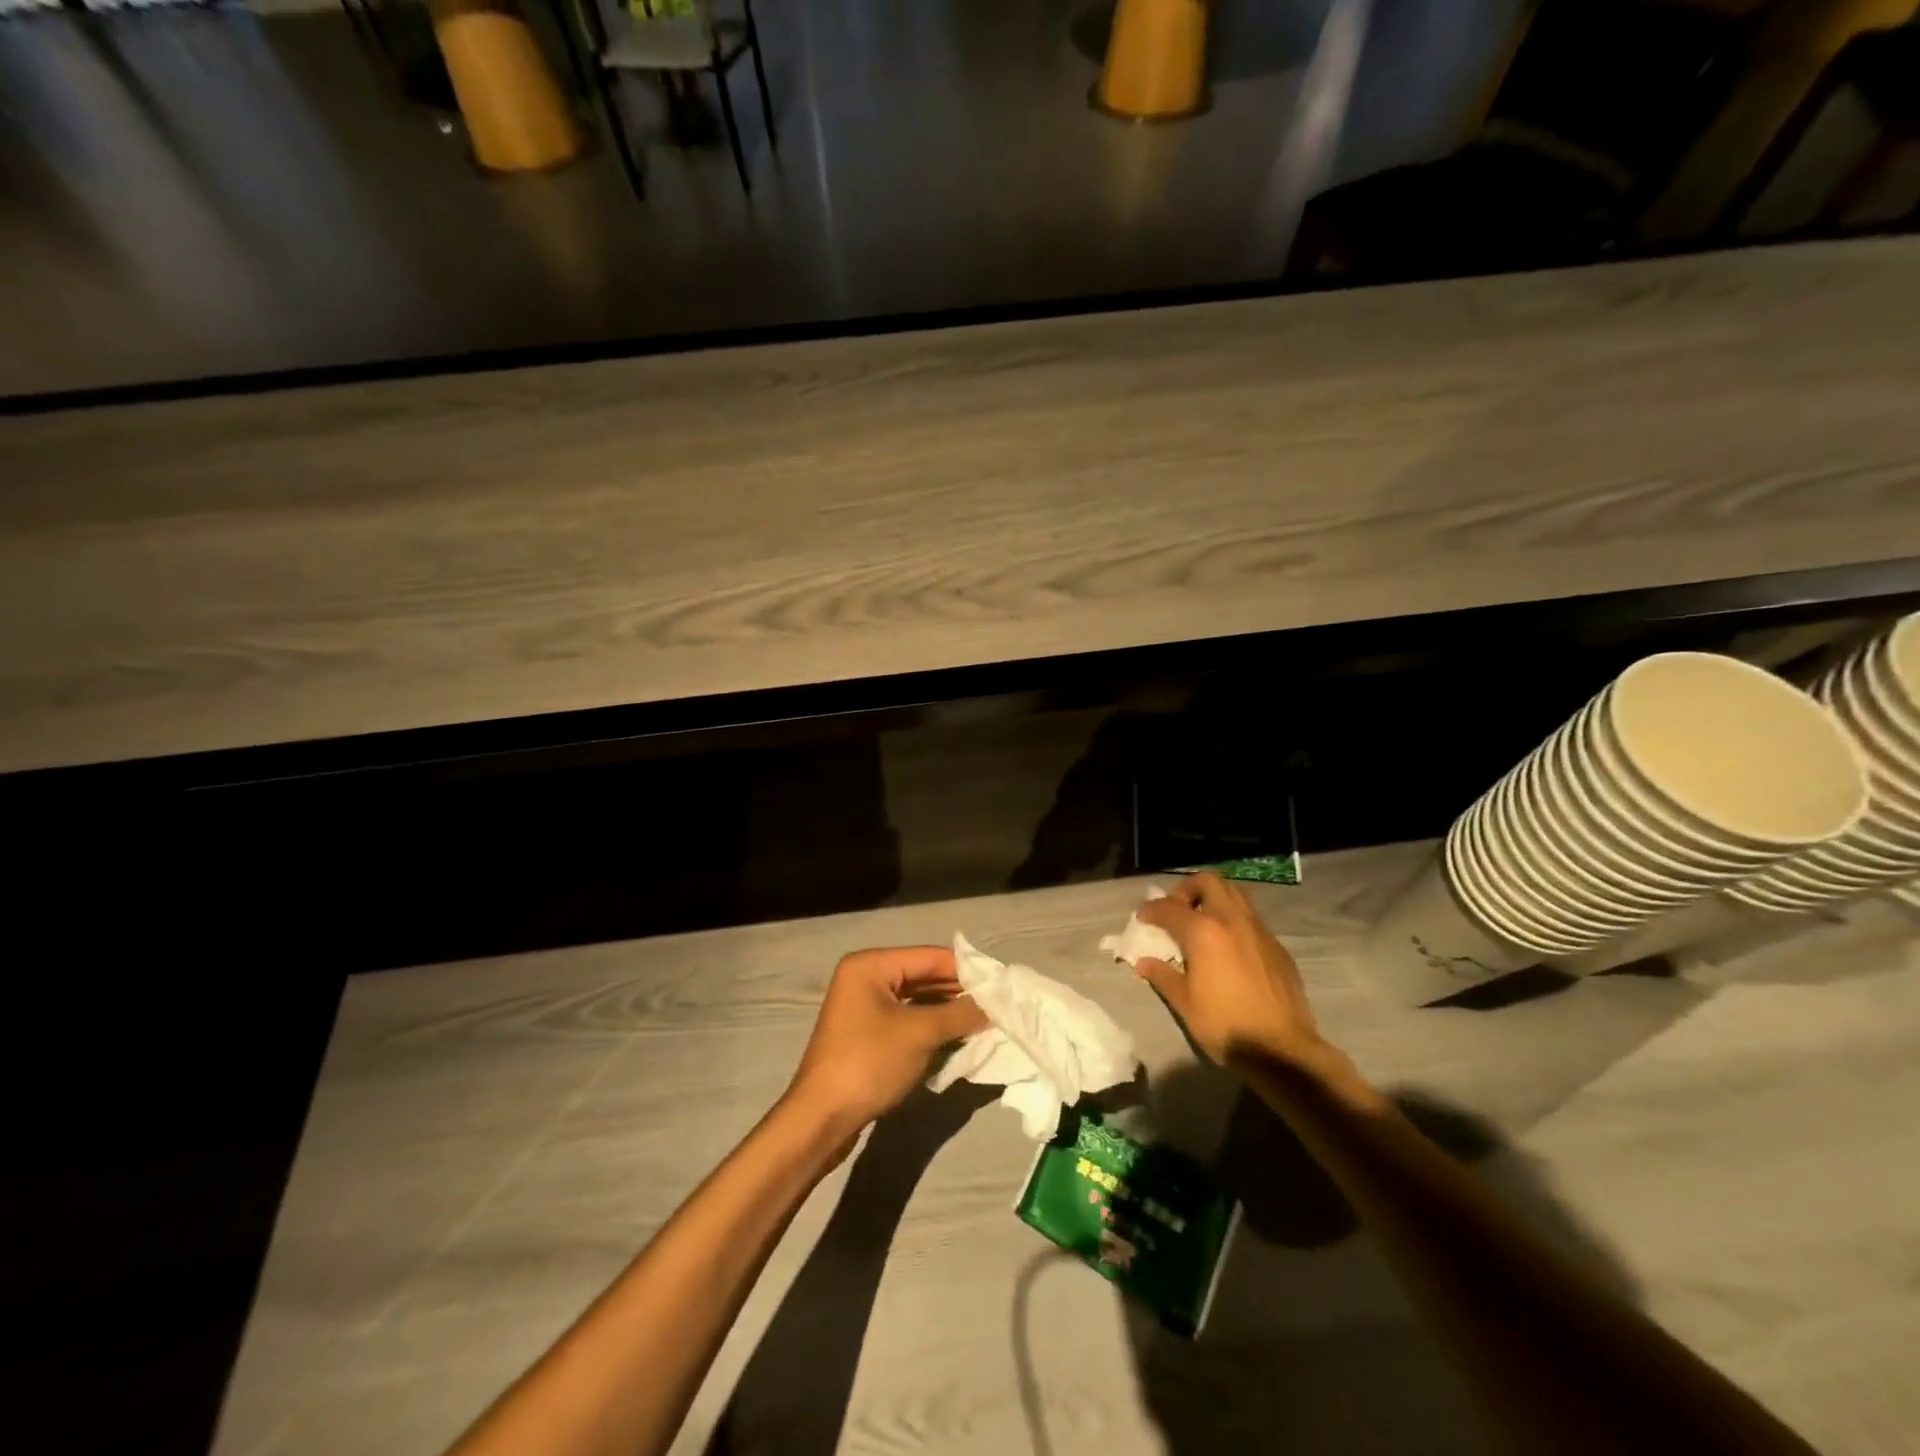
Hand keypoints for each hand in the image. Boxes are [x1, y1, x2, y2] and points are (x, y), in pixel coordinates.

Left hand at [785, 947, 989, 1135]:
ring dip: (946, 1009)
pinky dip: (930, 1024)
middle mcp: (865, 976)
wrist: (821, 1118)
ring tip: (983, 1019)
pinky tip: (956, 1034)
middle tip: (996, 1004)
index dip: (966, 969)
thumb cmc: (869, 1063)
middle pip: (922, 974)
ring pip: (916, 998)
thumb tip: (994, 1005)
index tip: (1000, 984)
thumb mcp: (920, 1034)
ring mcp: (862, 1005)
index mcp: (871, 964)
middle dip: (957, 990)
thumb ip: (959, 1014)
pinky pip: (906, 1017)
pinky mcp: (865, 1031)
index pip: (929, 956)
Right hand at [1135, 873, 1328, 1066]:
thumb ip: (1163, 976)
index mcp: (1204, 932)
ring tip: (1202, 922)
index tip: (1143, 919)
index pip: (1170, 908)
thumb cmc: (1225, 1025)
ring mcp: (1259, 931)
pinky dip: (1234, 920)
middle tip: (1177, 910)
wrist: (1282, 1049)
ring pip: (1235, 894)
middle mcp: (1232, 920)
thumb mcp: (1185, 1003)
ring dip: (1214, 899)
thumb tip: (1144, 963)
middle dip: (1188, 889)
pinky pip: (1252, 918)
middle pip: (1208, 882)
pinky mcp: (1278, 946)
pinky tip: (1229, 947)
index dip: (1152, 910)